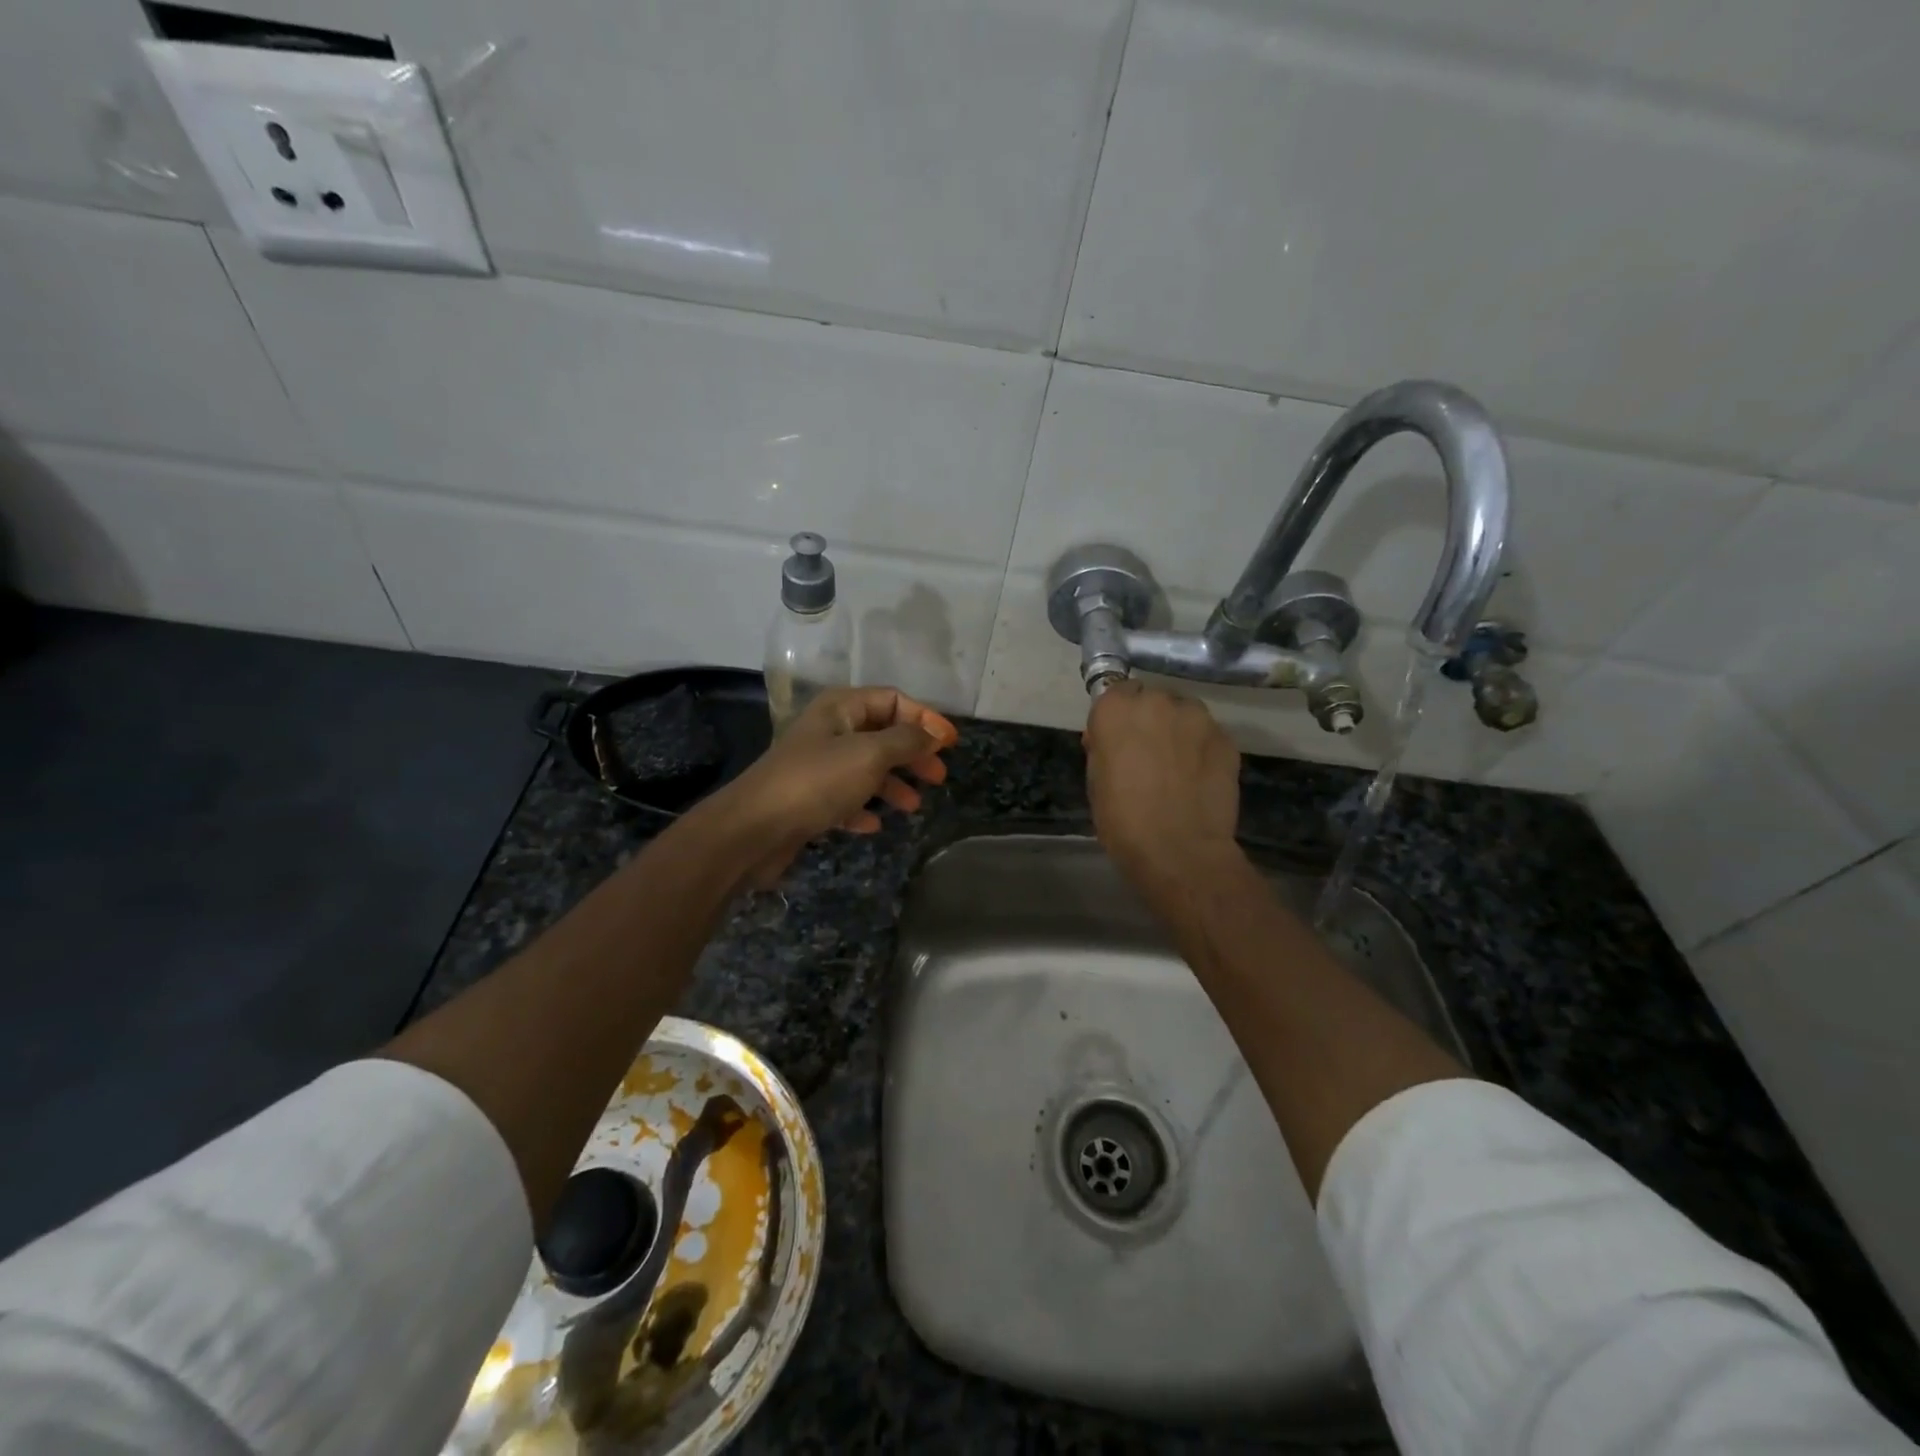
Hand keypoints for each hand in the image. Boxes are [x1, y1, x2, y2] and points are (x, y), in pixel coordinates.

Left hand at [701, 686, 958, 886]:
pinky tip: (875, 824)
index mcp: (841, 709)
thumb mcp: (870, 754)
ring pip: (866, 768)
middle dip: (912, 753)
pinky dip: (864, 807)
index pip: (892, 700)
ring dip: (893, 784)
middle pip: (882, 734)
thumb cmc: (817, 781)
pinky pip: (846, 798)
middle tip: (938, 776)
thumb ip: (907, 741)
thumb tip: (934, 733)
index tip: (950, 744)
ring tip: (914, 806)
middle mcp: (829, 731)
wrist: (754, 829)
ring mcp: (817, 767)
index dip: (925, 718)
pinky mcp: (808, 800)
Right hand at [1084, 681, 1241, 902]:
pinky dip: (1202, 749)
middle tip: (1147, 754)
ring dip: (1178, 730)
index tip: (1117, 739)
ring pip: (1184, 713)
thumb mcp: (1095, 781)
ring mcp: (1197, 718)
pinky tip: (1199, 778)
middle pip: (1152, 700)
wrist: (1179, 851)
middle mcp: (1157, 702)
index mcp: (1116, 710)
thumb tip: (1110, 740)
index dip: (1117, 716)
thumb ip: (1103, 749)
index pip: (1115, 692)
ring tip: (1178, 765)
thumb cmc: (1123, 820)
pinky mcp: (1226, 738)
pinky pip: (1208, 735)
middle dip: (1149, 720)